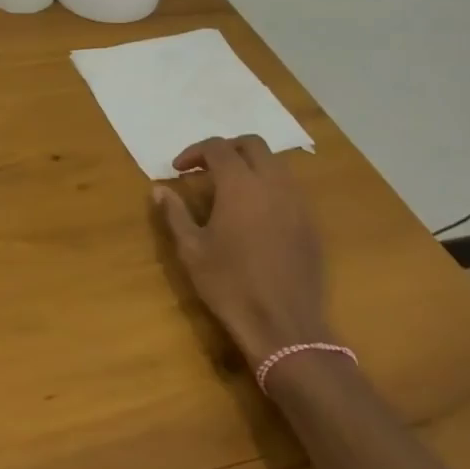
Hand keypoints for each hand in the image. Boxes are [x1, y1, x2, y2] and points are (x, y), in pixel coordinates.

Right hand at [154, 135, 328, 368]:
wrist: (283, 324)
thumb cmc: (229, 284)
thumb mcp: (191, 250)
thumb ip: (175, 213)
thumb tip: (159, 189)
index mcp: (240, 185)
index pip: (218, 147)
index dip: (194, 151)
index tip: (178, 169)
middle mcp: (273, 183)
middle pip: (252, 144)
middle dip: (226, 148)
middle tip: (205, 168)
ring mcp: (297, 201)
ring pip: (275, 163)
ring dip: (250, 165)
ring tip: (229, 188)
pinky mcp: (310, 222)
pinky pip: (289, 188)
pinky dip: (268, 186)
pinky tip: (254, 213)